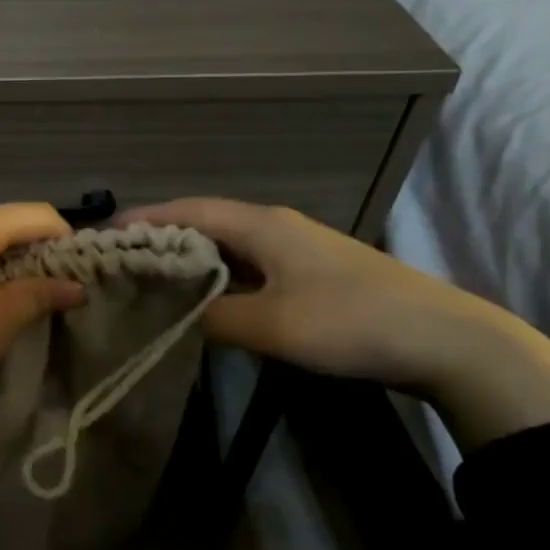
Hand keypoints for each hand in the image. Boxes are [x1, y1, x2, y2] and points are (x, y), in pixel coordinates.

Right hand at [120, 198, 549, 447]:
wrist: (445, 338)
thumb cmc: (349, 321)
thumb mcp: (271, 324)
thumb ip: (214, 317)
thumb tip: (177, 316)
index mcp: (260, 223)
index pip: (187, 211)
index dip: (143, 219)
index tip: (103, 233)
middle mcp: (275, 225)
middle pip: (204, 222)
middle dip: (160, 237)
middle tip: (120, 260)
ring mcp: (297, 247)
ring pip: (228, 245)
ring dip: (190, 258)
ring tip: (152, 278)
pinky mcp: (312, 272)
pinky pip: (249, 264)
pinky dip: (218, 275)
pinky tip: (207, 298)